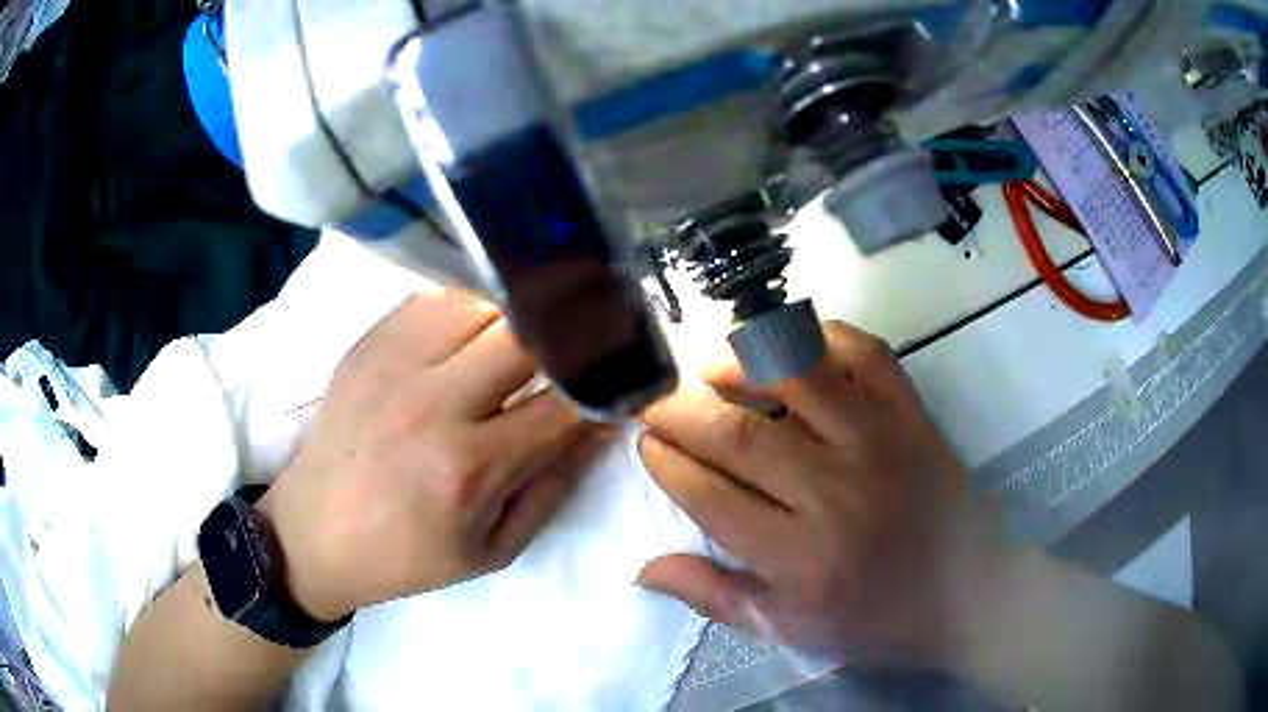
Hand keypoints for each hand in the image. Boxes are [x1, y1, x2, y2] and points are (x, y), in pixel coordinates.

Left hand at [260, 293, 592, 620]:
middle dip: (565, 338)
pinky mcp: (368, 341)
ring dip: (514, 317)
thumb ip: (553, 487)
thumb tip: (601, 427)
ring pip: (481, 300)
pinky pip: (435, 297)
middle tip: (577, 349)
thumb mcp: (493, 549)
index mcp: (467, 468)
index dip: (604, 384)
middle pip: (525, 333)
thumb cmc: (407, 555)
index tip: (619, 379)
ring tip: (522, 339)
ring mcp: (393, 362)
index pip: (563, 402)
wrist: (315, 531)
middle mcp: (431, 403)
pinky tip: (470, 333)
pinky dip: (467, 307)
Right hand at [637, 322, 1006, 657]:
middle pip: (739, 435)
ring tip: (710, 368)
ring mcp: (880, 443)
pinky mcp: (912, 415)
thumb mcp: (788, 630)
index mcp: (800, 560)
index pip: (710, 496)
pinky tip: (789, 346)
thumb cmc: (874, 619)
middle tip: (657, 403)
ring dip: (740, 361)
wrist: (967, 592)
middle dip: (681, 411)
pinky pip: (864, 353)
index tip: (648, 443)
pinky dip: (820, 335)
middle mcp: (836, 494)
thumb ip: (714, 597)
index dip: (667, 463)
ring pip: (797, 375)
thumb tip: (642, 567)